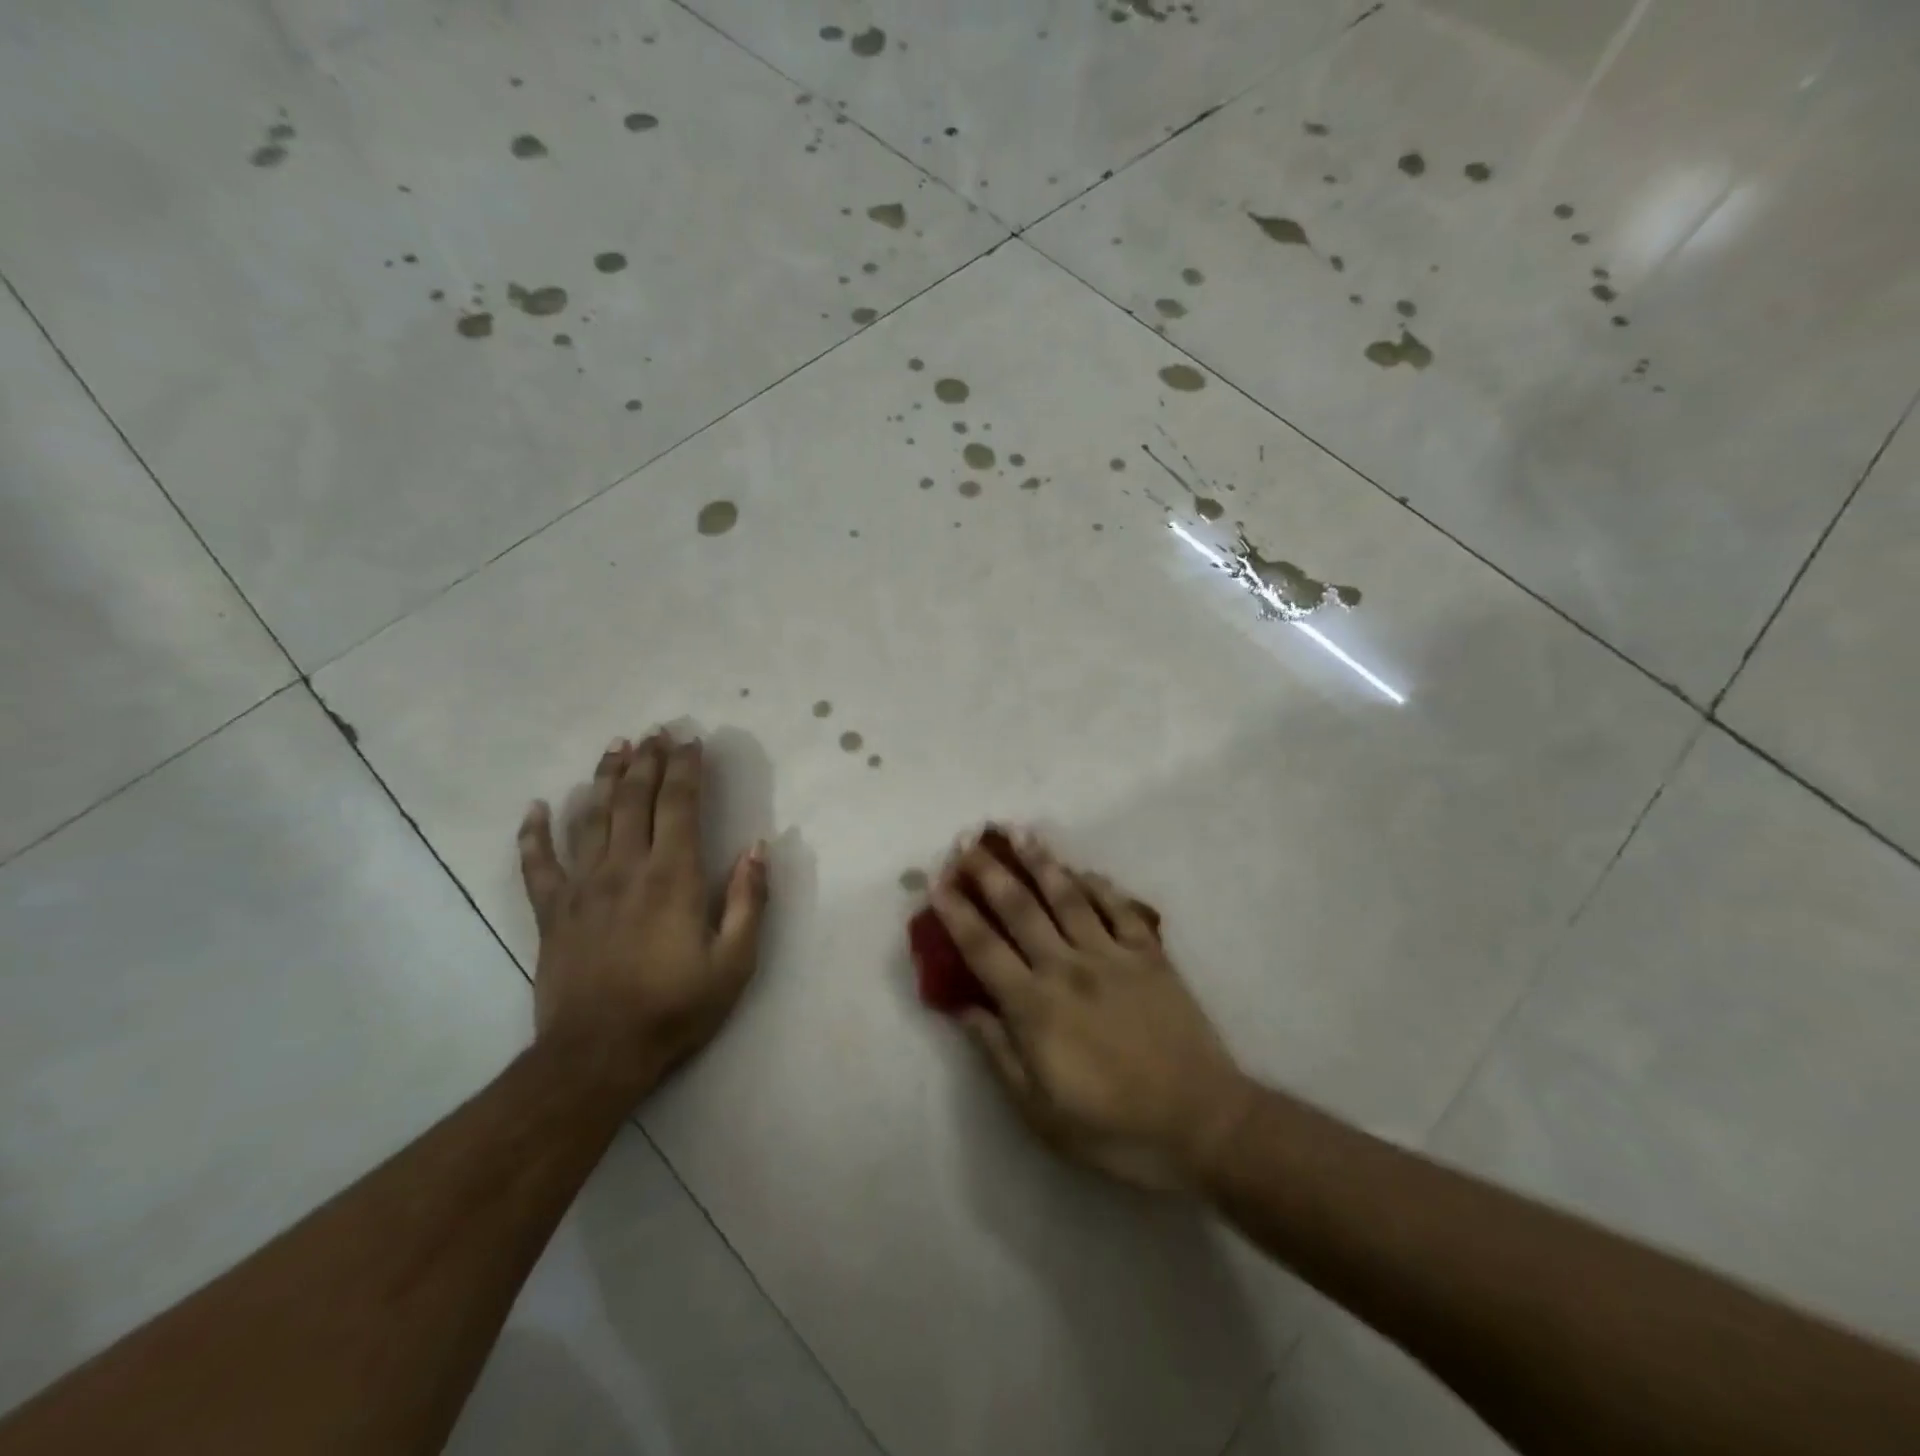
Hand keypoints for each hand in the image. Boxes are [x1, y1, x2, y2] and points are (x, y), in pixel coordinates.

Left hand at [517, 731, 766, 1103]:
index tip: (691, 741)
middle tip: (654, 732)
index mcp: (674, 877)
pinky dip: (534, 833)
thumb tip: (758, 847)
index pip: (680, 805)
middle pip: (635, 799)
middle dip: (647, 760)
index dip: (686, 768)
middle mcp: (626, 868)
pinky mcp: (550, 912)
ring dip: (604, 778)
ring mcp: (582, 887)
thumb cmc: (675, 1008)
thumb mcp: (734, 962)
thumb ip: (749, 901)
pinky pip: (537, 863)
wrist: (598, 1054)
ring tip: (615, 747)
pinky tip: (536, 807)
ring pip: (591, 818)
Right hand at [931, 831, 1250, 1188]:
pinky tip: (1085, 870)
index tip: (937, 881)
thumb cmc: (1114, 1127)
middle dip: (990, 872)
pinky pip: (1120, 909)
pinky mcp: (1150, 956)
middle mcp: (1068, 968)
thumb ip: (998, 1052)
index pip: (983, 948)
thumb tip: (963, 1008)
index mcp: (1036, 1006)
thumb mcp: (1040, 1111)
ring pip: (1069, 897)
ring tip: (1020, 833)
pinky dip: (1100, 886)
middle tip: (967, 841)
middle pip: (1021, 909)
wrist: (1202, 1123)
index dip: (956, 913)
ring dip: (1041, 862)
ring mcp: (1113, 956)